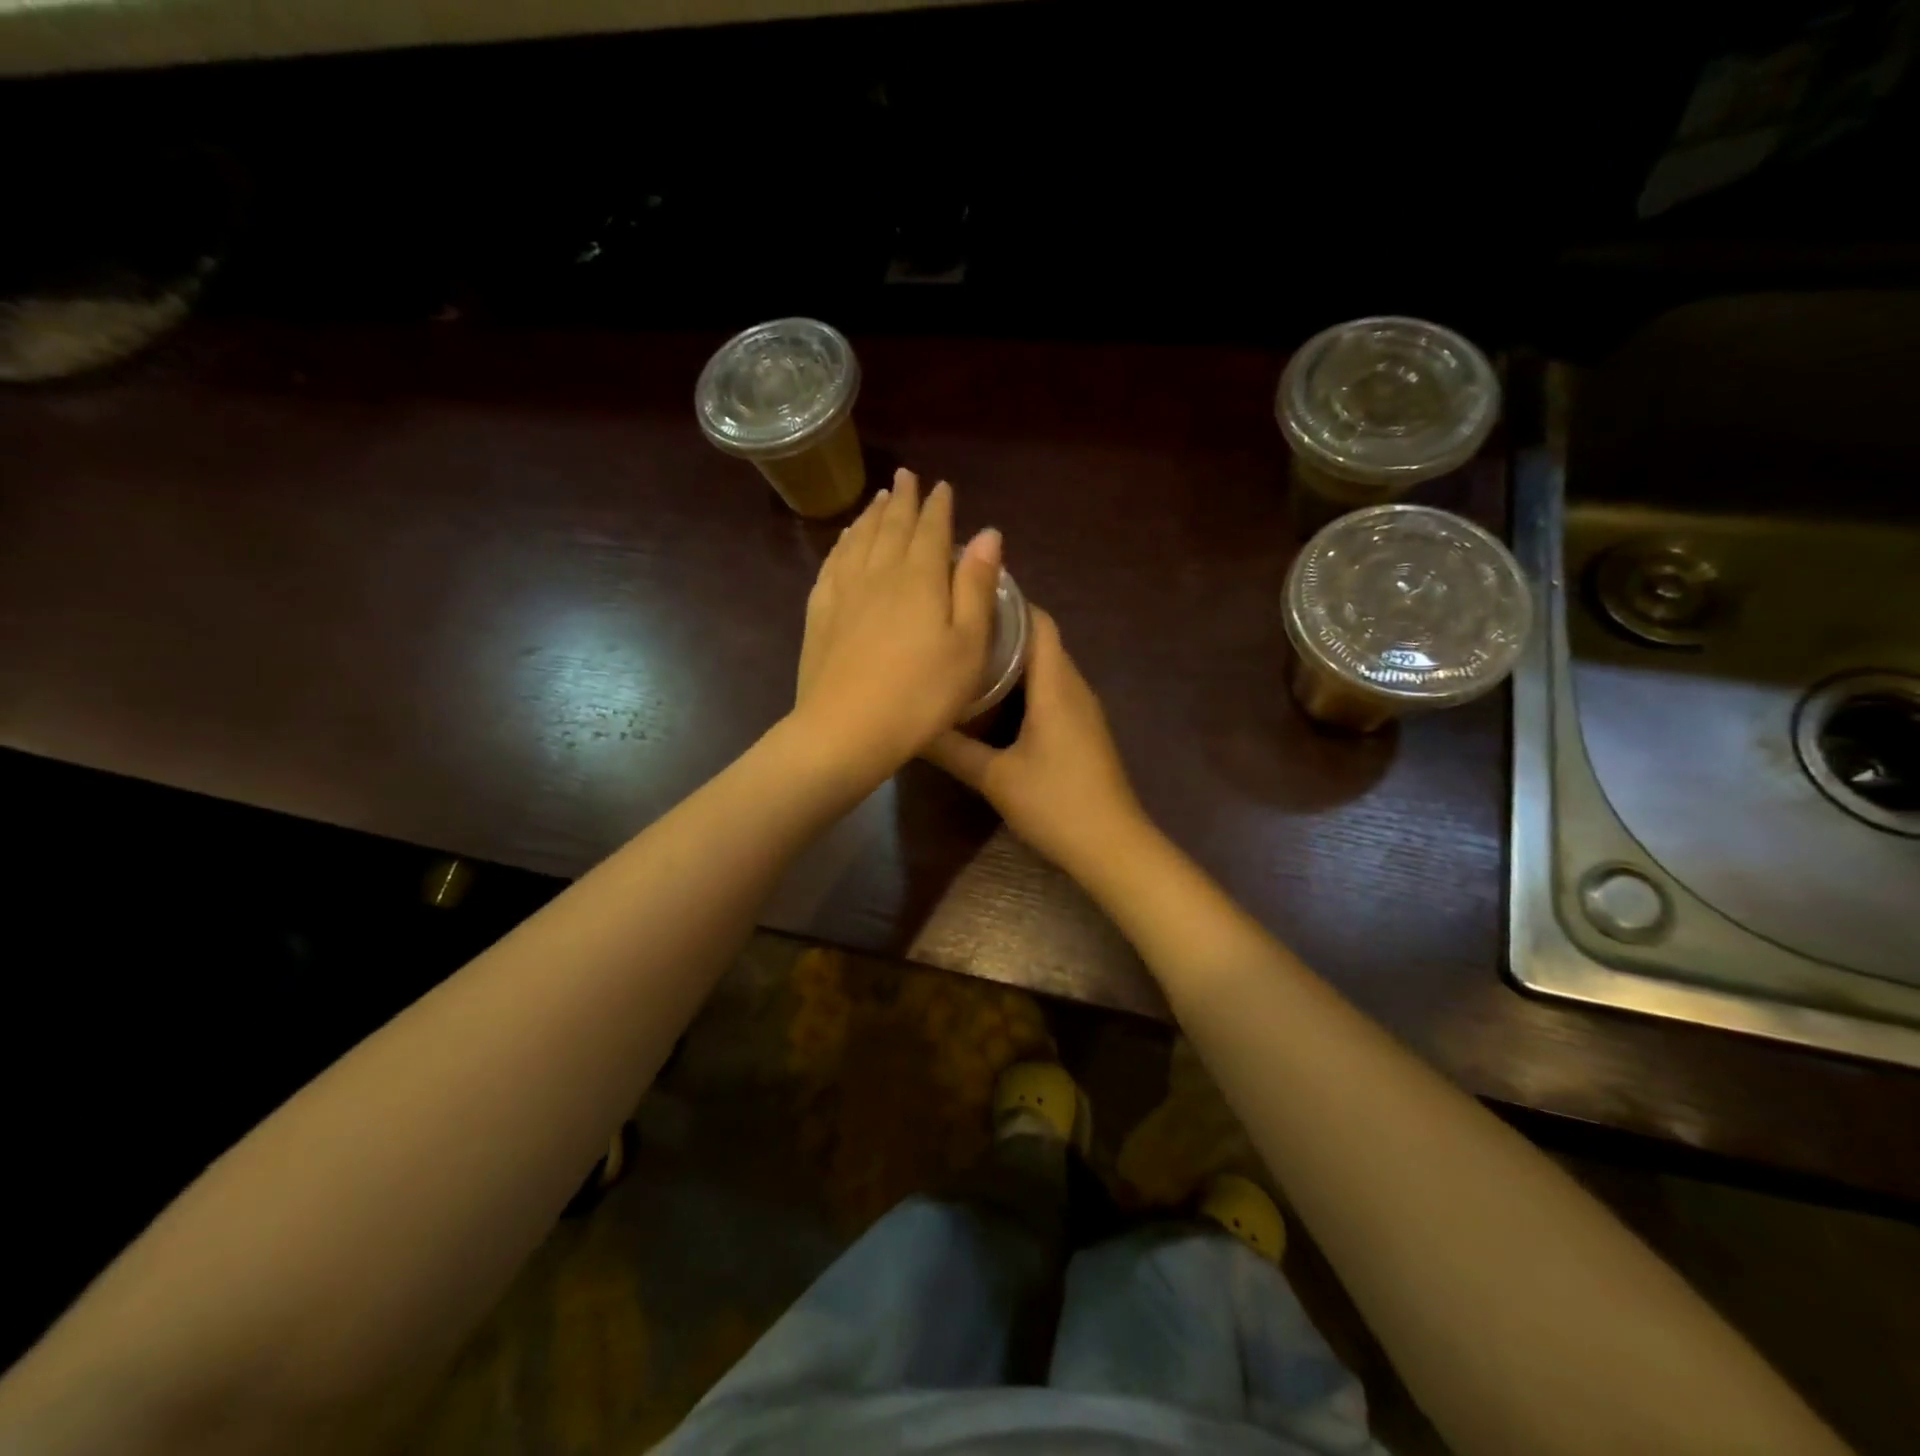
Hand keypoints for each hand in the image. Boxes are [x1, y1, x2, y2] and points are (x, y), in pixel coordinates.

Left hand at [793, 469, 1002, 781]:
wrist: (846, 729)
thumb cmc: (921, 694)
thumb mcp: (967, 645)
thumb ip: (975, 586)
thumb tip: (987, 533)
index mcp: (919, 577)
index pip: (931, 529)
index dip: (938, 506)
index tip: (941, 486)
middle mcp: (879, 572)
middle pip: (891, 526)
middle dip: (902, 499)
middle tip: (906, 478)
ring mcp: (843, 592)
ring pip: (859, 540)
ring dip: (871, 516)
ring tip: (878, 500)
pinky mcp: (819, 614)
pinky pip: (832, 564)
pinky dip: (842, 545)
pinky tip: (844, 543)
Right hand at [924, 608, 1146, 872]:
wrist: (1112, 846)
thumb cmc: (1055, 803)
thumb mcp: (995, 777)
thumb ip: (952, 749)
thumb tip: (911, 725)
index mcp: (1056, 684)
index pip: (1037, 620)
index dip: (1006, 601)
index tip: (965, 595)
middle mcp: (1074, 687)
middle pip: (1040, 640)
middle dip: (1000, 629)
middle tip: (953, 628)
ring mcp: (1082, 709)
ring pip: (1045, 667)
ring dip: (1011, 660)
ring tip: (964, 658)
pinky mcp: (1082, 730)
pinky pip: (1051, 691)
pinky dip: (1023, 686)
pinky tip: (992, 702)